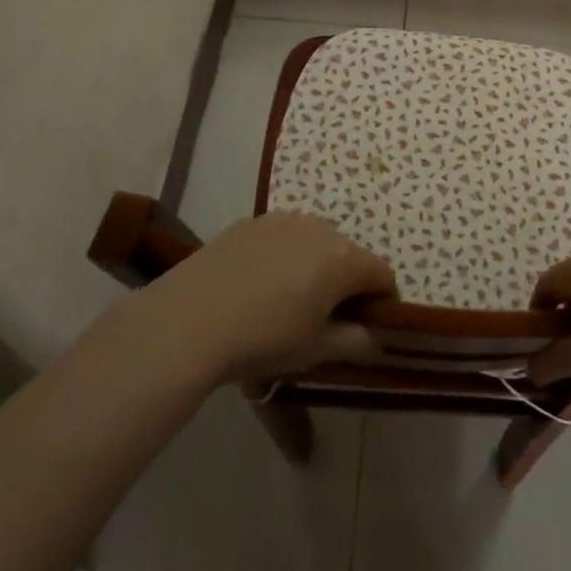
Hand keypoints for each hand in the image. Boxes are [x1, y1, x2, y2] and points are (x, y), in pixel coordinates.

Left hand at [138, 214, 396, 385]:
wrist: (188, 320)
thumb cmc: (264, 338)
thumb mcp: (316, 350)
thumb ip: (356, 342)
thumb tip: (375, 338)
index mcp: (344, 258)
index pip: (382, 274)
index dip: (381, 301)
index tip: (365, 327)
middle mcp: (320, 228)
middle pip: (348, 255)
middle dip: (345, 283)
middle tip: (323, 319)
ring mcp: (282, 220)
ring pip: (313, 243)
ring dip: (312, 267)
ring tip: (285, 301)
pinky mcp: (250, 222)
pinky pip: (281, 238)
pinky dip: (281, 257)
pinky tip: (255, 286)